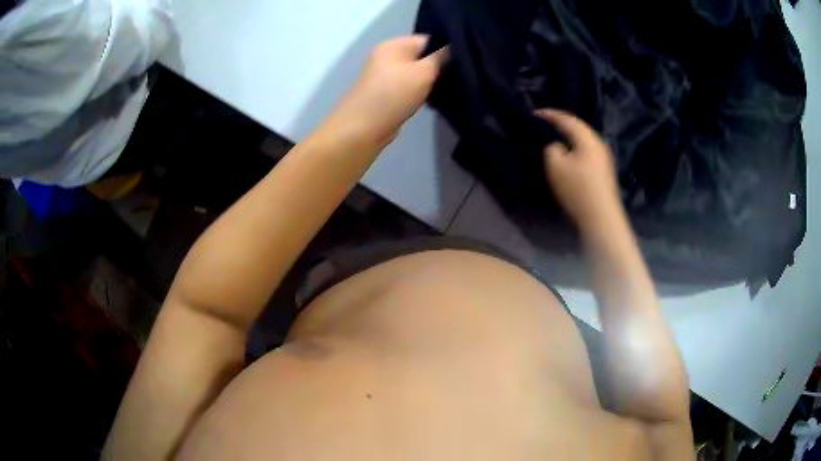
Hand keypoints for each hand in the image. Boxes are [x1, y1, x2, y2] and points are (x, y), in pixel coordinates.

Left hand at [325, 35, 447, 148]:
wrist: (364, 127)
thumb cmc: (394, 93)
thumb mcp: (424, 72)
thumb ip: (440, 58)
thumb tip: (452, 48)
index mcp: (393, 45)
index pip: (427, 39)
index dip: (445, 49)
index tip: (461, 63)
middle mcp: (387, 56)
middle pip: (421, 56)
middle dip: (438, 67)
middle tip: (456, 78)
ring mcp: (385, 75)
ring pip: (416, 74)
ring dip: (429, 82)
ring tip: (446, 91)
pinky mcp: (386, 93)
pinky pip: (408, 88)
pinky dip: (419, 93)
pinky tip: (431, 101)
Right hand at [537, 109, 621, 228]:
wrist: (601, 217)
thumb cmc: (577, 189)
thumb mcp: (555, 166)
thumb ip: (552, 148)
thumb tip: (558, 145)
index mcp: (587, 138)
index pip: (567, 119)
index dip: (550, 114)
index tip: (534, 113)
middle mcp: (599, 143)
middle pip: (579, 127)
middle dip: (561, 123)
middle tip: (545, 122)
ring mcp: (604, 157)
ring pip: (584, 139)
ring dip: (569, 135)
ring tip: (556, 136)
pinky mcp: (604, 170)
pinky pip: (587, 150)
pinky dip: (576, 146)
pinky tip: (569, 153)